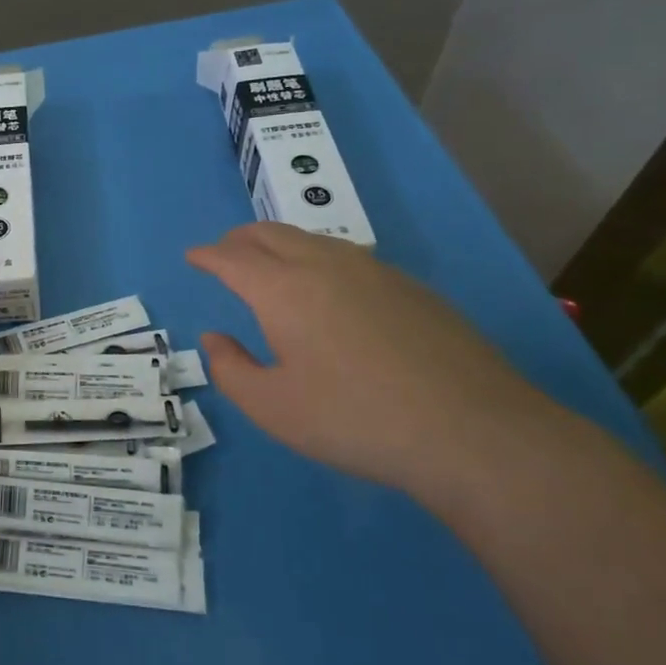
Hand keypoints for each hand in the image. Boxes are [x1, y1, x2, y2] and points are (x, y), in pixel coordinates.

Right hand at [187, 223, 563, 498]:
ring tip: (270, 266)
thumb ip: (231, 370)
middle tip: (224, 253)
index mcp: (283, 290)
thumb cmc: (355, 420)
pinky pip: (347, 257)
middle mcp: (325, 266)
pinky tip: (328, 290)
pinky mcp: (411, 288)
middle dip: (239, 239)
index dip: (207, 255)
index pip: (232, 258)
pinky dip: (317, 259)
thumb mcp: (273, 408)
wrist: (472, 431)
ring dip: (279, 244)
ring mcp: (374, 272)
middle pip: (271, 234)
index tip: (192, 256)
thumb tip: (215, 337)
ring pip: (312, 240)